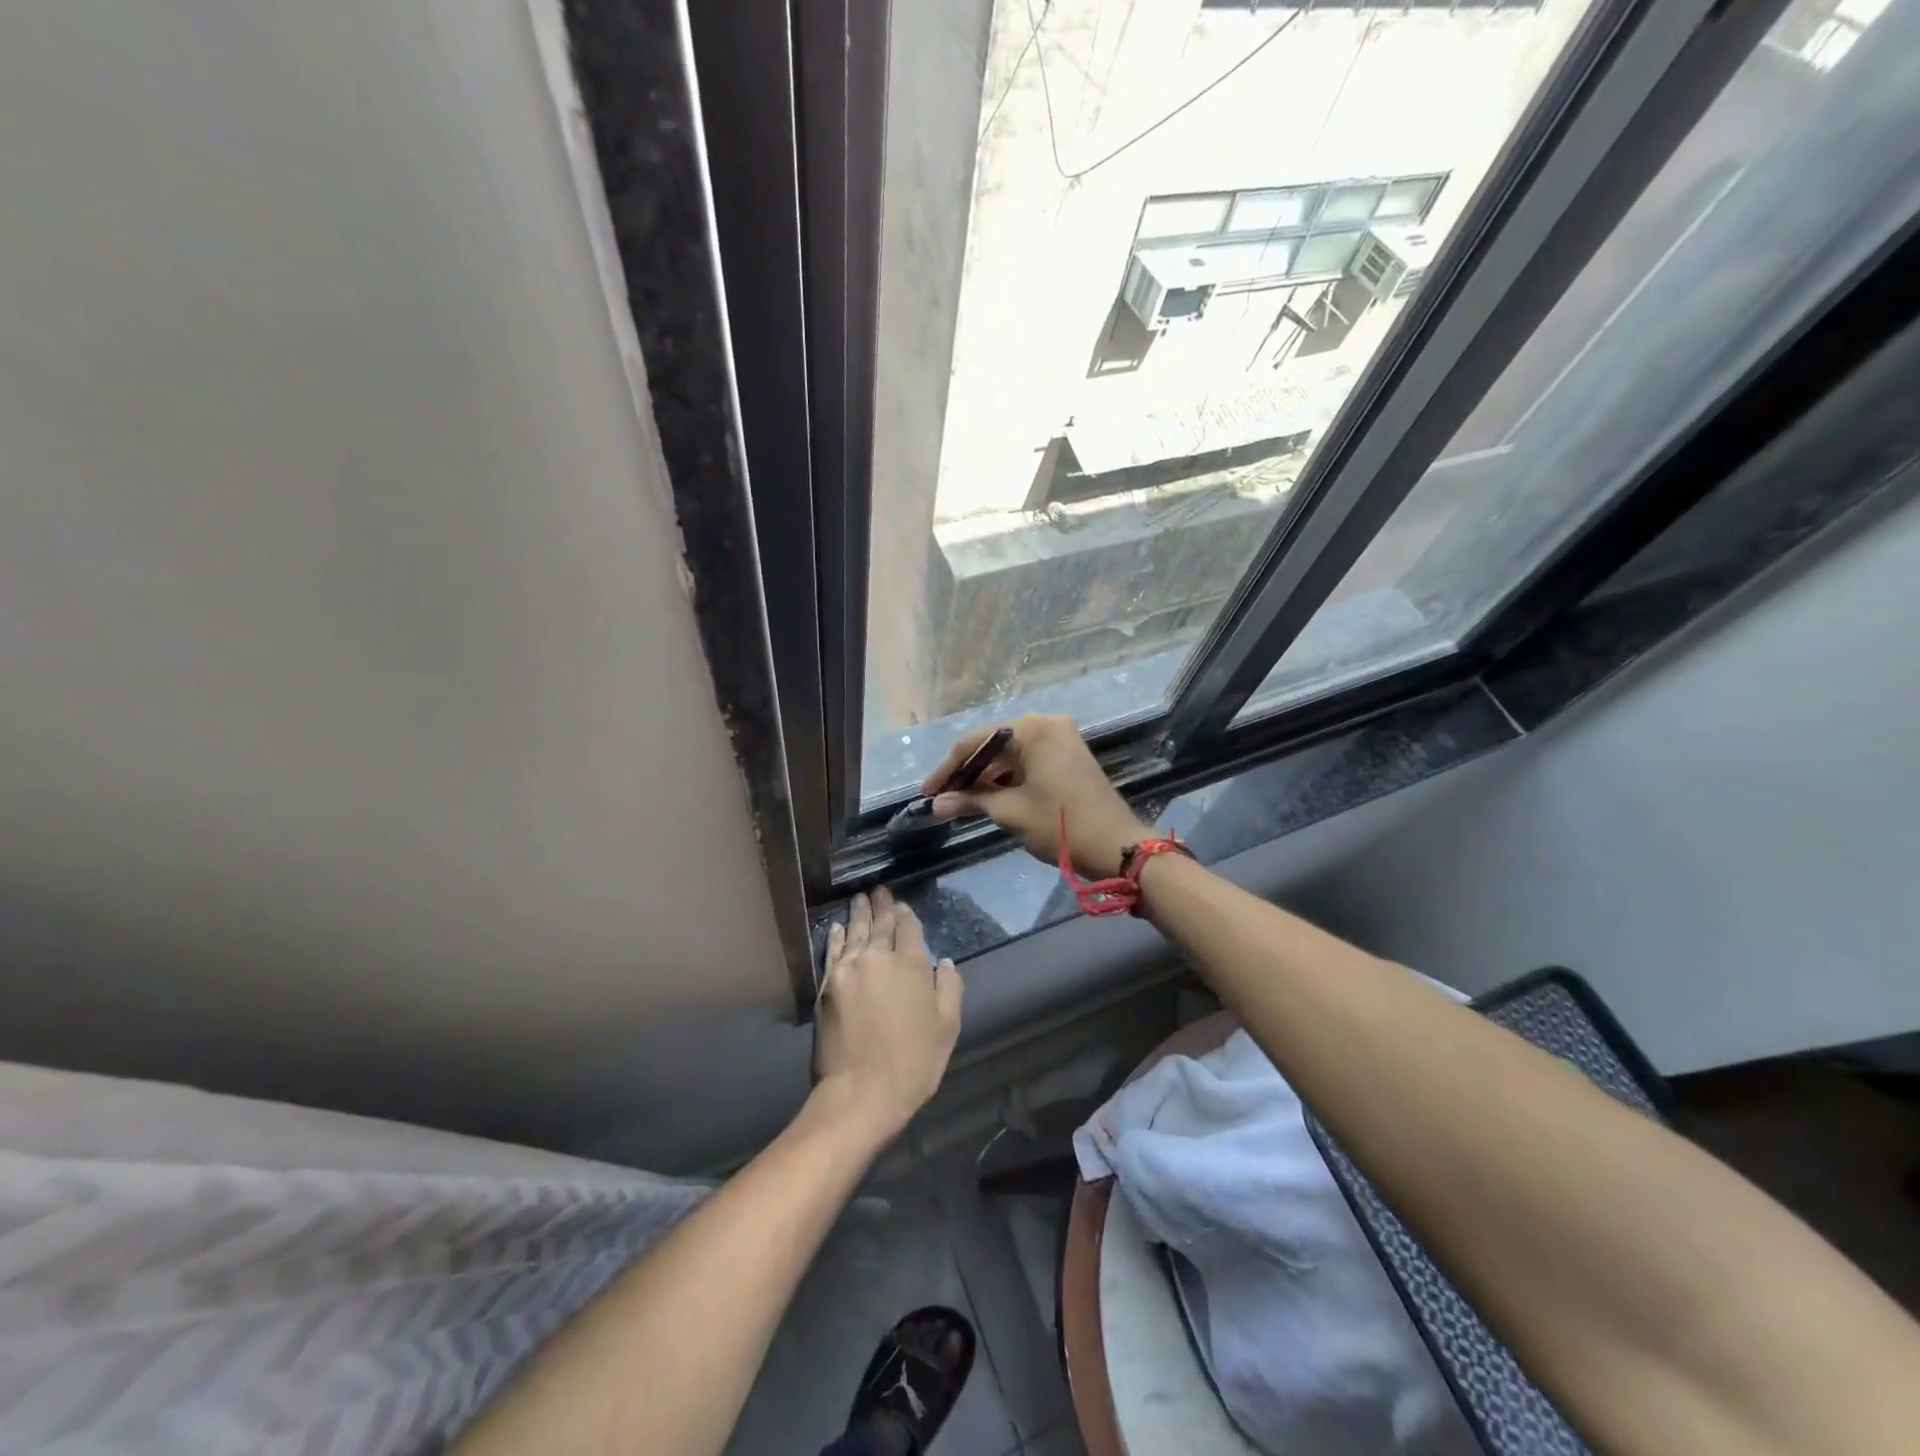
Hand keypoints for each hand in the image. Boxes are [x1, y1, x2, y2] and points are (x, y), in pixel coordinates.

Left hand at [813, 888, 962, 1142]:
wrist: (861, 1092)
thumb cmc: (913, 1062)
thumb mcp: (947, 1027)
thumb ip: (949, 988)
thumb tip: (944, 962)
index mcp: (912, 964)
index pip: (908, 927)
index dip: (906, 914)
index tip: (902, 905)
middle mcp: (878, 957)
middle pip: (880, 923)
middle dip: (881, 905)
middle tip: (879, 889)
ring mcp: (848, 969)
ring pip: (855, 931)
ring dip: (859, 913)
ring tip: (860, 897)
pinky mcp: (827, 986)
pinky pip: (833, 951)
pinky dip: (838, 936)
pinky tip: (840, 927)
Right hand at [923, 714, 1149, 878]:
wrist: (1117, 846)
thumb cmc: (1060, 824)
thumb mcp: (1010, 812)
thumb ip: (971, 801)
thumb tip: (936, 805)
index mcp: (1032, 729)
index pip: (976, 742)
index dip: (948, 768)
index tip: (927, 792)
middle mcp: (1047, 723)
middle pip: (994, 745)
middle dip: (967, 772)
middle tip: (941, 797)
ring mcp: (1062, 738)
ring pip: (1011, 754)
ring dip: (987, 777)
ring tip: (960, 800)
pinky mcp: (1069, 755)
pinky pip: (1029, 760)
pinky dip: (1008, 778)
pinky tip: (988, 796)